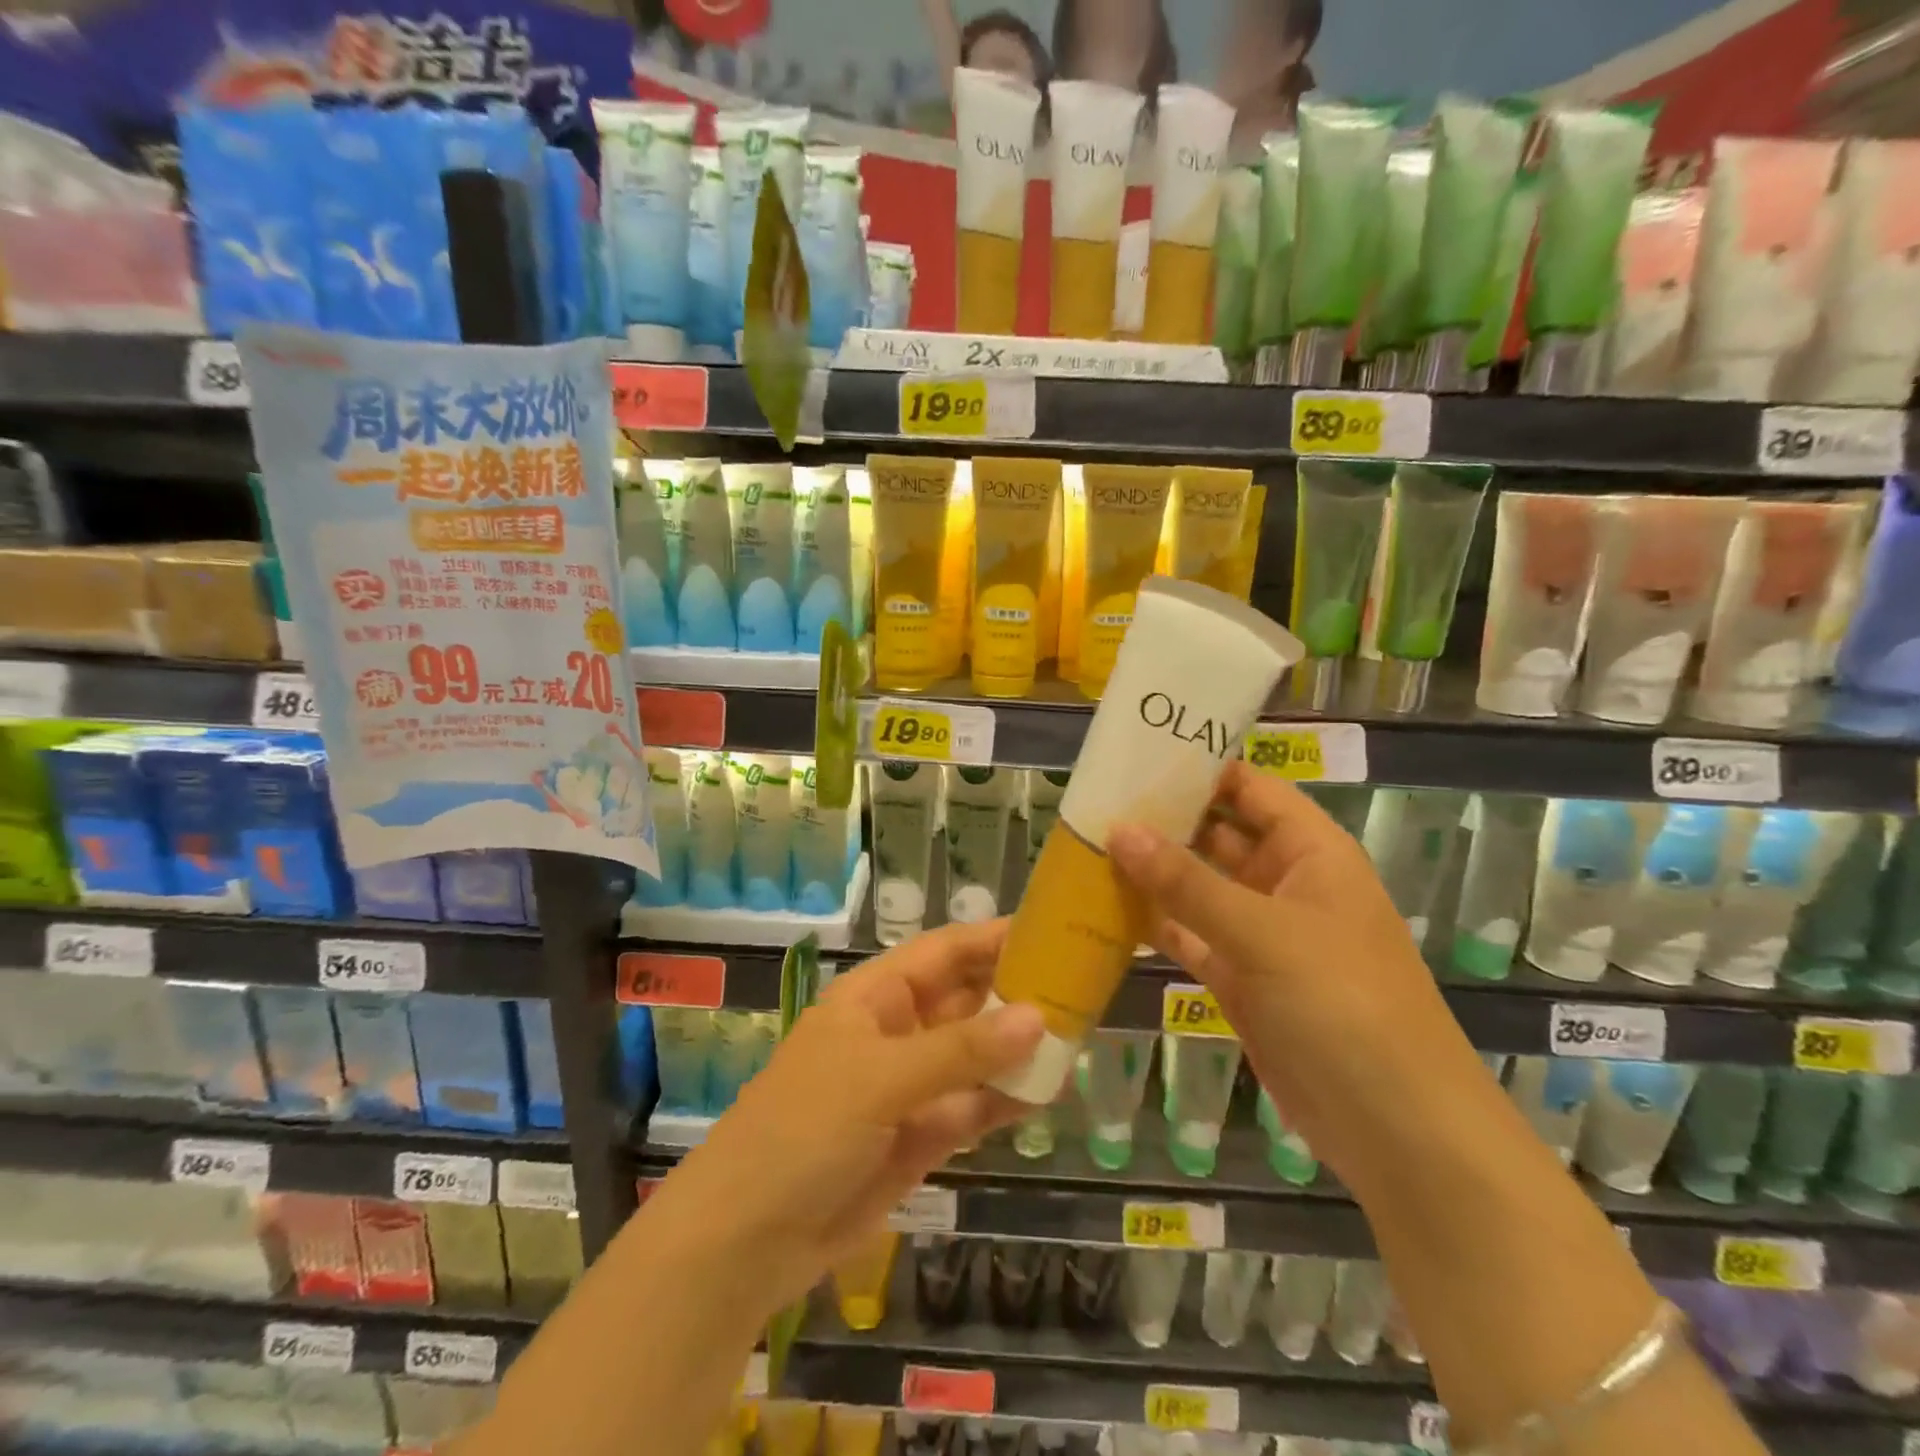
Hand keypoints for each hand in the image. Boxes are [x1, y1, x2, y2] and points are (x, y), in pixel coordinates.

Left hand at [654, 919, 1042, 1316]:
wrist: (747, 1238)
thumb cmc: (805, 1128)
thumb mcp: (881, 1077)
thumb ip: (961, 1050)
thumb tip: (1038, 1017)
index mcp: (875, 997)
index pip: (943, 952)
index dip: (992, 939)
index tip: (1050, 931)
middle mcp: (896, 1032)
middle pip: (965, 1001)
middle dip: (1015, 993)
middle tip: (1080, 987)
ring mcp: (909, 1087)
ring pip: (974, 1055)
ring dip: (1017, 1048)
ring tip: (1078, 1034)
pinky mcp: (919, 1137)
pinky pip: (971, 1108)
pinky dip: (1004, 1100)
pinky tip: (1047, 1091)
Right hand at [1107, 762, 1491, 1188]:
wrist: (1396, 1129)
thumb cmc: (1343, 1004)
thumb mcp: (1263, 933)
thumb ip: (1186, 881)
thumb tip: (1119, 828)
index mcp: (1311, 852)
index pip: (1250, 788)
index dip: (1200, 767)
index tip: (1135, 755)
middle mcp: (1285, 883)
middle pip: (1216, 834)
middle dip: (1162, 819)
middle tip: (1093, 801)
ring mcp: (1260, 934)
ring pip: (1196, 887)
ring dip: (1150, 872)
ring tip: (1086, 845)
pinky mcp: (1239, 979)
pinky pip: (1188, 936)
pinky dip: (1153, 923)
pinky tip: (1104, 907)